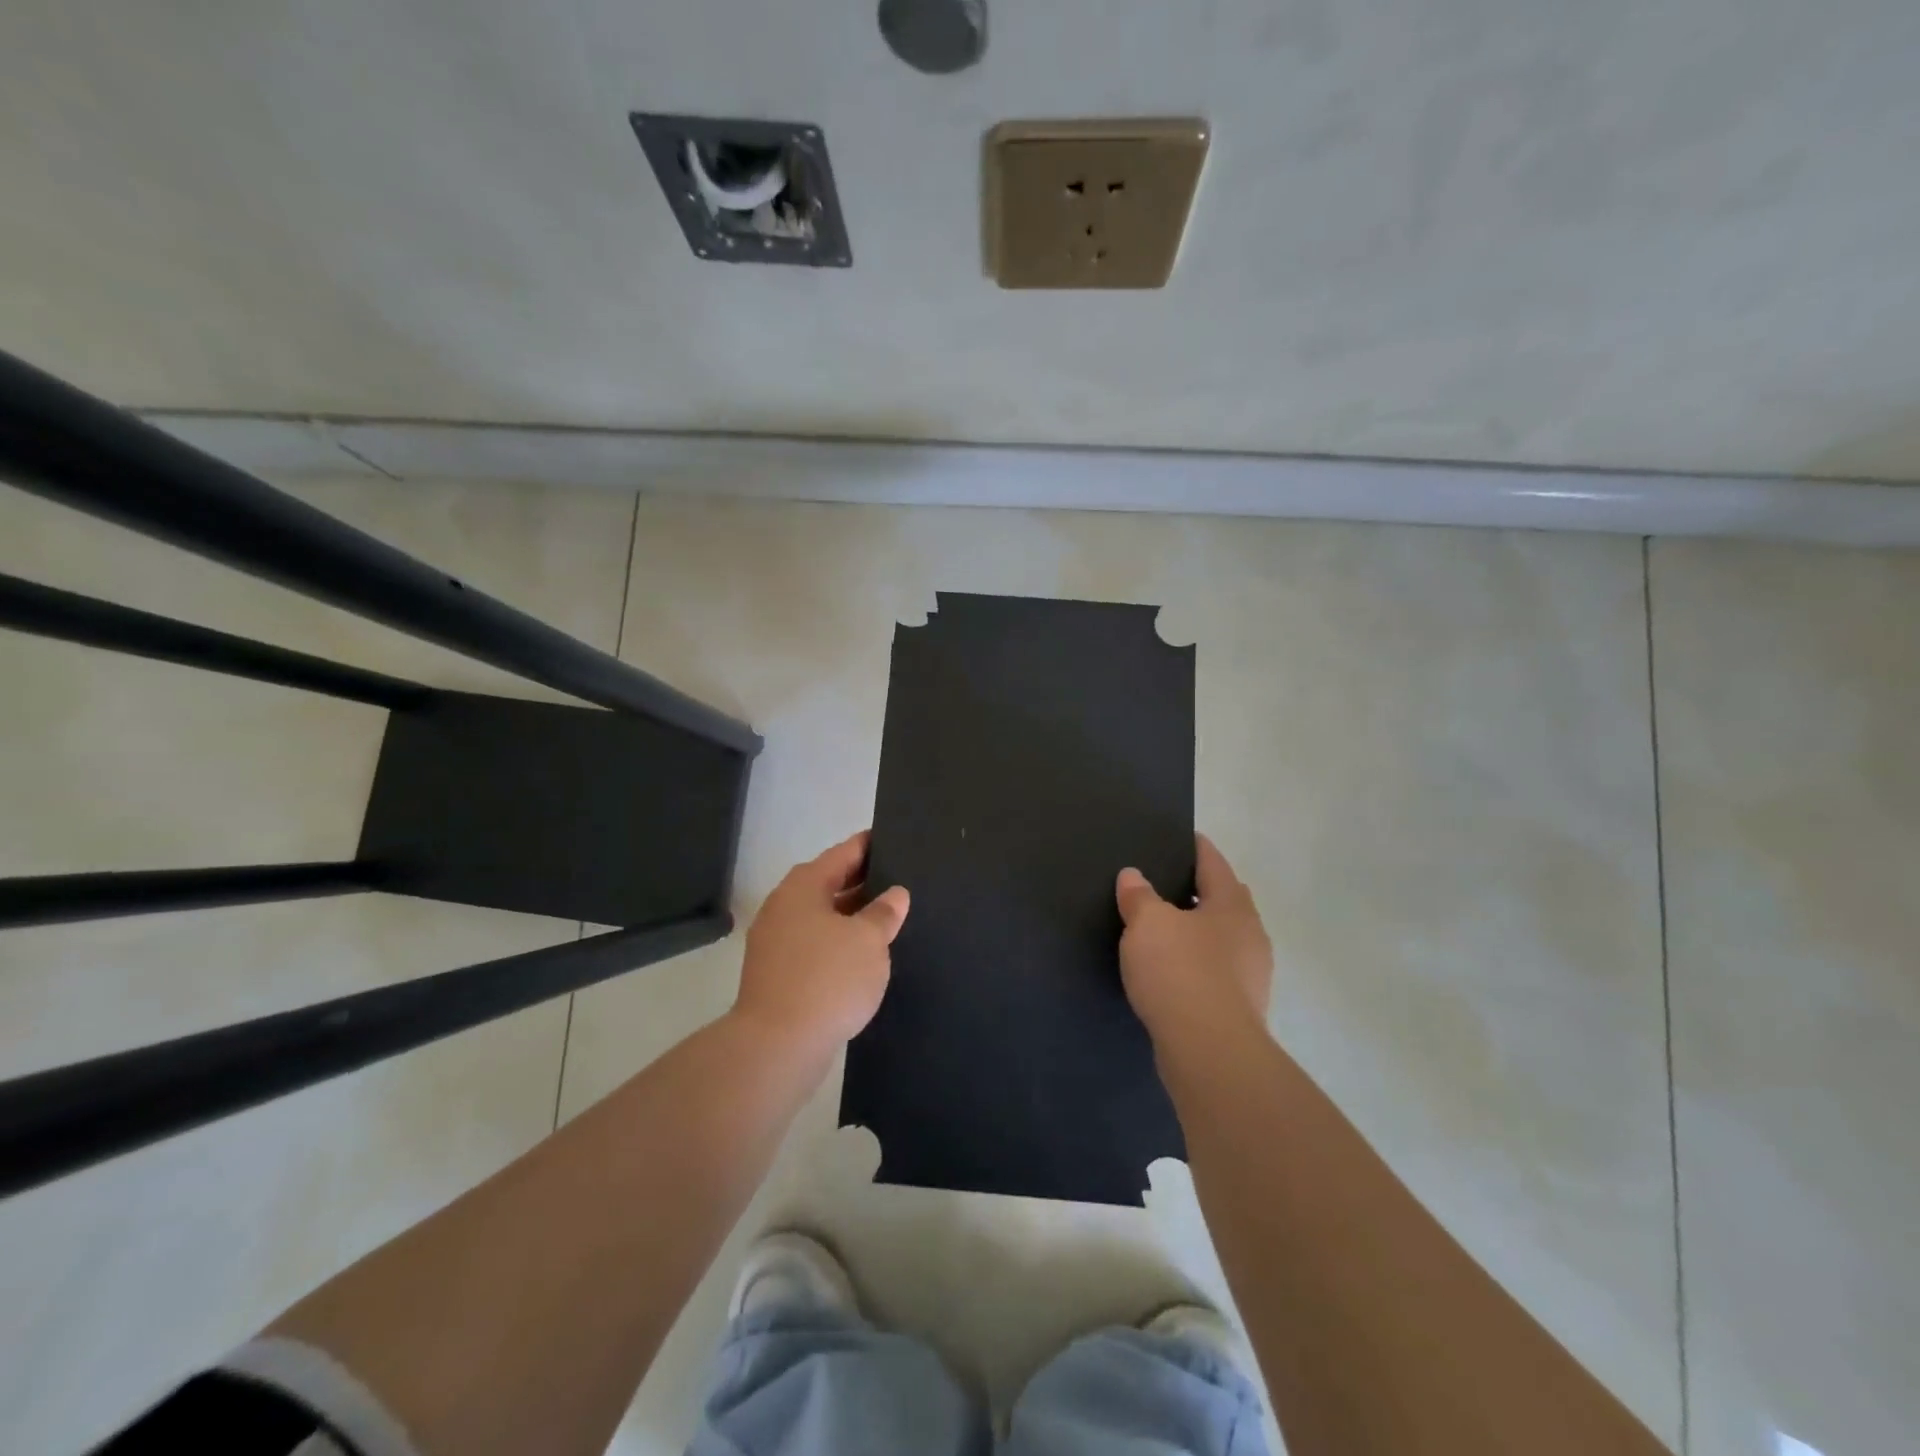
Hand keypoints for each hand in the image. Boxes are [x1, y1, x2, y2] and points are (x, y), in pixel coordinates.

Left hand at [733, 831, 910, 1054]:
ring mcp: (775, 941)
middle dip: (862, 883)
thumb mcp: (869, 941)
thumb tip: (895, 894)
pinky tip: (862, 956)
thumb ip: (885, 913)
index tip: (892, 839)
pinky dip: (837, 943)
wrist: (776, 1045)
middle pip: (828, 883)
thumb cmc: (828, 979)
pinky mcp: (776, 973)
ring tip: (887, 919)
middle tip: (899, 881)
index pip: (842, 854)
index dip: (869, 846)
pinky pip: (814, 945)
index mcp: (804, 887)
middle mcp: (784, 906)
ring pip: (821, 917)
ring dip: (850, 917)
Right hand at [1116, 834, 1272, 1049]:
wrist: (1209, 1051)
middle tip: (1169, 883)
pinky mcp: (1240, 1008)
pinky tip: (1174, 971)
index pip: (1214, 863)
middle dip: (1202, 890)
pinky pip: (1217, 971)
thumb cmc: (1180, 972)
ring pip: (1223, 938)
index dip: (1198, 848)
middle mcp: (1250, 935)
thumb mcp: (1147, 924)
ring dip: (1200, 931)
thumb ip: (1139, 896)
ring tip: (1166, 928)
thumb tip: (1133, 876)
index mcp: (1232, 905)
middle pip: (1226, 900)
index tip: (1184, 837)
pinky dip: (1198, 963)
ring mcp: (1250, 975)